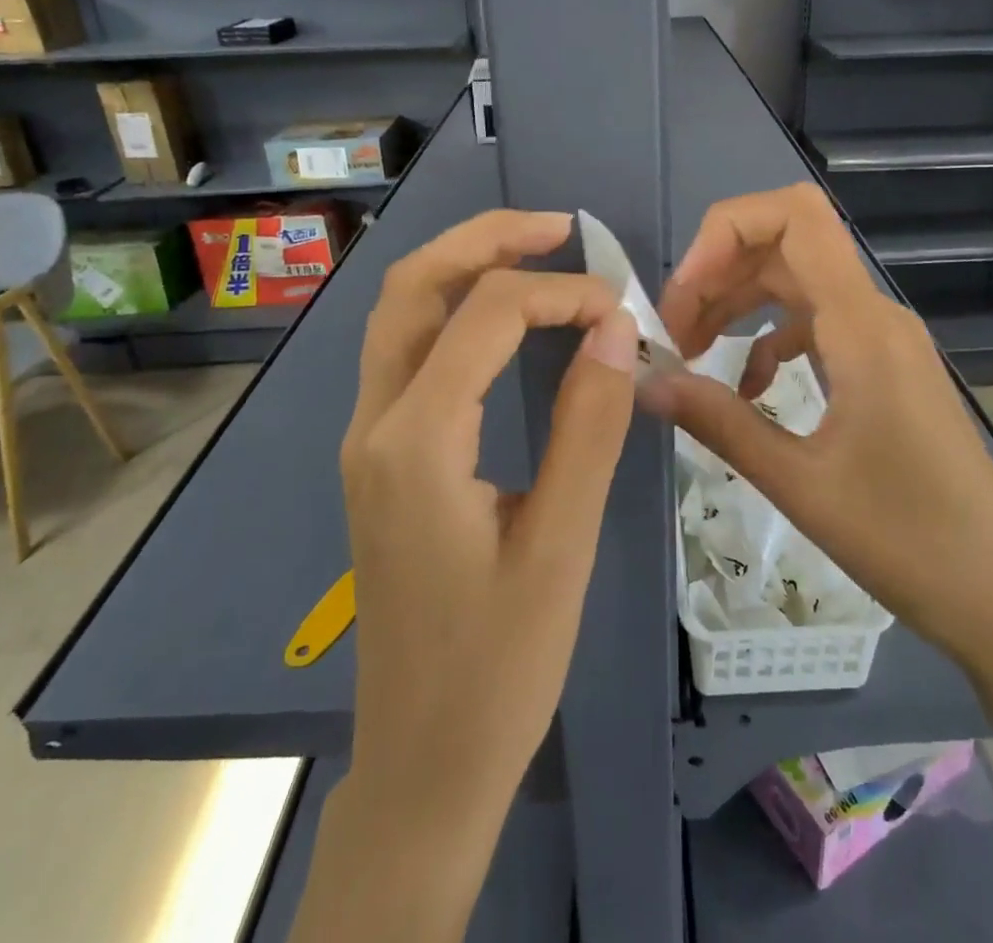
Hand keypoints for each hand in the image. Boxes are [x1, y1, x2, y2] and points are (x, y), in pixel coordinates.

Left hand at [340, 209, 636, 815]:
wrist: (424, 763)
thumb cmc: (499, 668)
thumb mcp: (562, 545)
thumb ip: (590, 425)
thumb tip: (616, 328)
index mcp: (415, 442)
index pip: (486, 315)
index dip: (562, 293)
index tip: (625, 311)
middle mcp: (374, 423)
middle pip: (413, 287)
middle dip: (486, 240)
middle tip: (560, 228)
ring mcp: (368, 438)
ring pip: (400, 313)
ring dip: (464, 267)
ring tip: (536, 252)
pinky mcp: (380, 457)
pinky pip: (407, 352)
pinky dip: (455, 310)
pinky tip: (503, 318)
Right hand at [645, 184, 992, 671]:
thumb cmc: (907, 539)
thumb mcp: (799, 483)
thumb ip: (718, 422)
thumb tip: (646, 383)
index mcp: (861, 324)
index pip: (794, 216)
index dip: (726, 231)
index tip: (682, 293)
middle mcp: (874, 313)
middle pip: (786, 245)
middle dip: (717, 274)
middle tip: (672, 334)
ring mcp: (883, 338)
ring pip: (797, 283)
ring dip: (737, 304)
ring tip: (690, 353)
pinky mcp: (884, 367)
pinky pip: (816, 325)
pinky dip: (770, 339)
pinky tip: (747, 388)